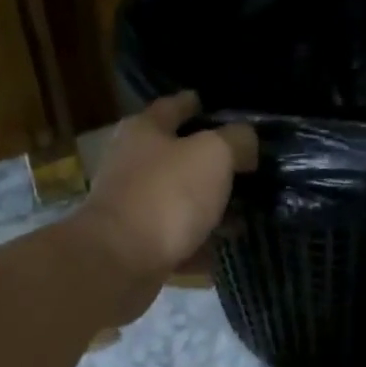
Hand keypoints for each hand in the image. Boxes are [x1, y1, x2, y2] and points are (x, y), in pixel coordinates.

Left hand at [74, 92, 256, 318]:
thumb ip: (236, 141)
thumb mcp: (213, 155)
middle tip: (244, 168)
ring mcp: (131, 208)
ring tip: (241, 213)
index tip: (215, 107)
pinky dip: (197, 245)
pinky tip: (221, 251)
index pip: (173, 107)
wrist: (120, 262)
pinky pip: (175, 241)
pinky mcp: (136, 247)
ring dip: (205, 207)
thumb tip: (245, 142)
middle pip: (175, 158)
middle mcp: (131, 165)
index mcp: (143, 131)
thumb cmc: (166, 196)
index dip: (196, 104)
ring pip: (177, 202)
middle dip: (208, 162)